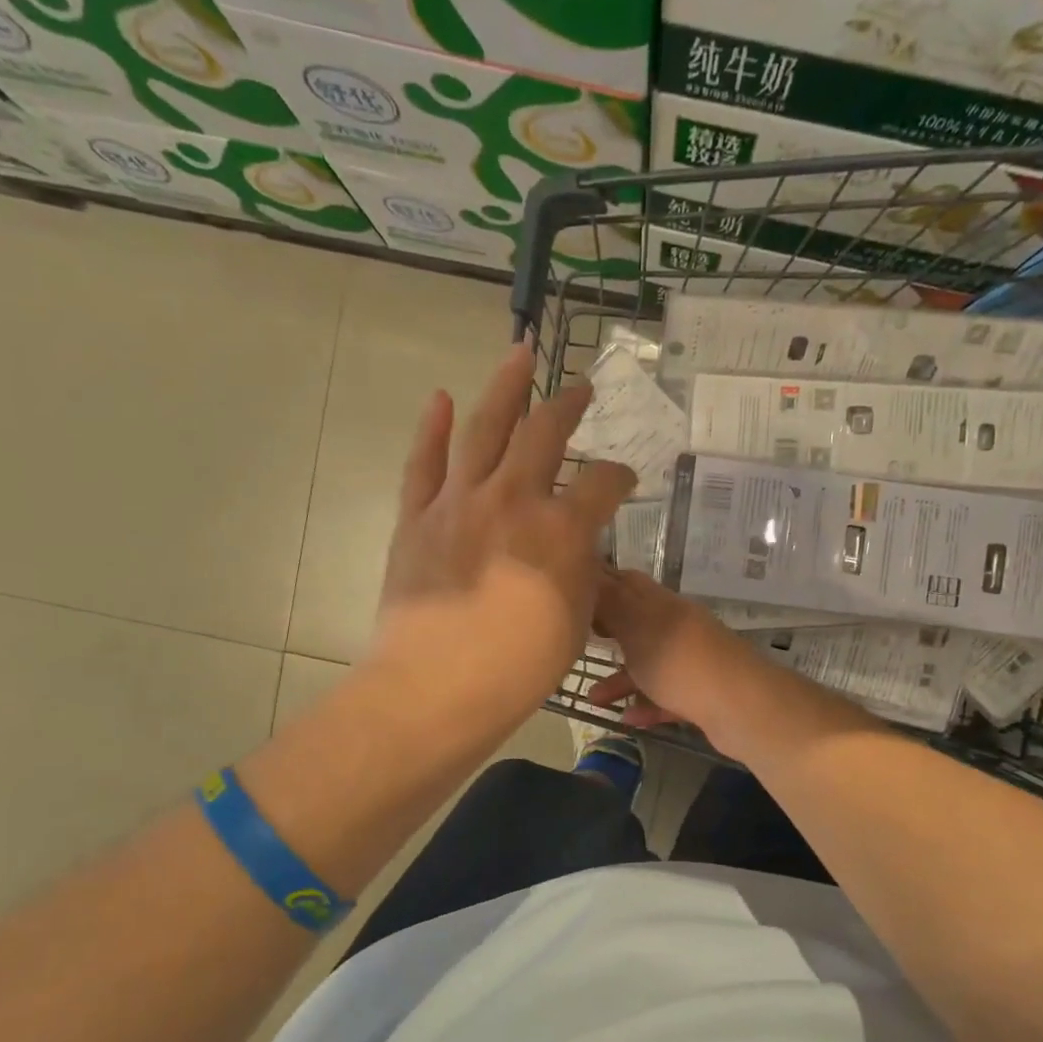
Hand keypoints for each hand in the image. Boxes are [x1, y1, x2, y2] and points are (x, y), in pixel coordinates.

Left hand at [374, 342, 634, 730]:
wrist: (437, 687)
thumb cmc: (519, 668)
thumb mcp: (576, 621)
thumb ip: (580, 573)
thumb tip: (574, 548)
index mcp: (562, 529)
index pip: (604, 484)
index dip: (621, 478)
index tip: (625, 482)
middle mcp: (513, 499)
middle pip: (545, 434)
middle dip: (568, 406)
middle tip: (581, 389)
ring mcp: (459, 502)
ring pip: (483, 428)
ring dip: (505, 388)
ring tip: (519, 354)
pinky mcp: (417, 518)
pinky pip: (424, 463)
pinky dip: (432, 428)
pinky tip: (440, 398)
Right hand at [587, 569, 771, 748]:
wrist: (740, 706)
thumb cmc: (678, 661)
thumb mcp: (635, 625)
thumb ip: (610, 602)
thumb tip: (589, 573)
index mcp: (661, 604)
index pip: (626, 582)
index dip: (598, 585)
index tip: (568, 596)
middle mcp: (677, 627)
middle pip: (637, 623)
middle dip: (607, 632)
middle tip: (577, 639)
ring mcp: (691, 662)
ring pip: (649, 664)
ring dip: (621, 678)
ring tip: (594, 698)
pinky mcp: (701, 695)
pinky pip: (666, 697)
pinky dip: (646, 705)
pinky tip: (626, 718)